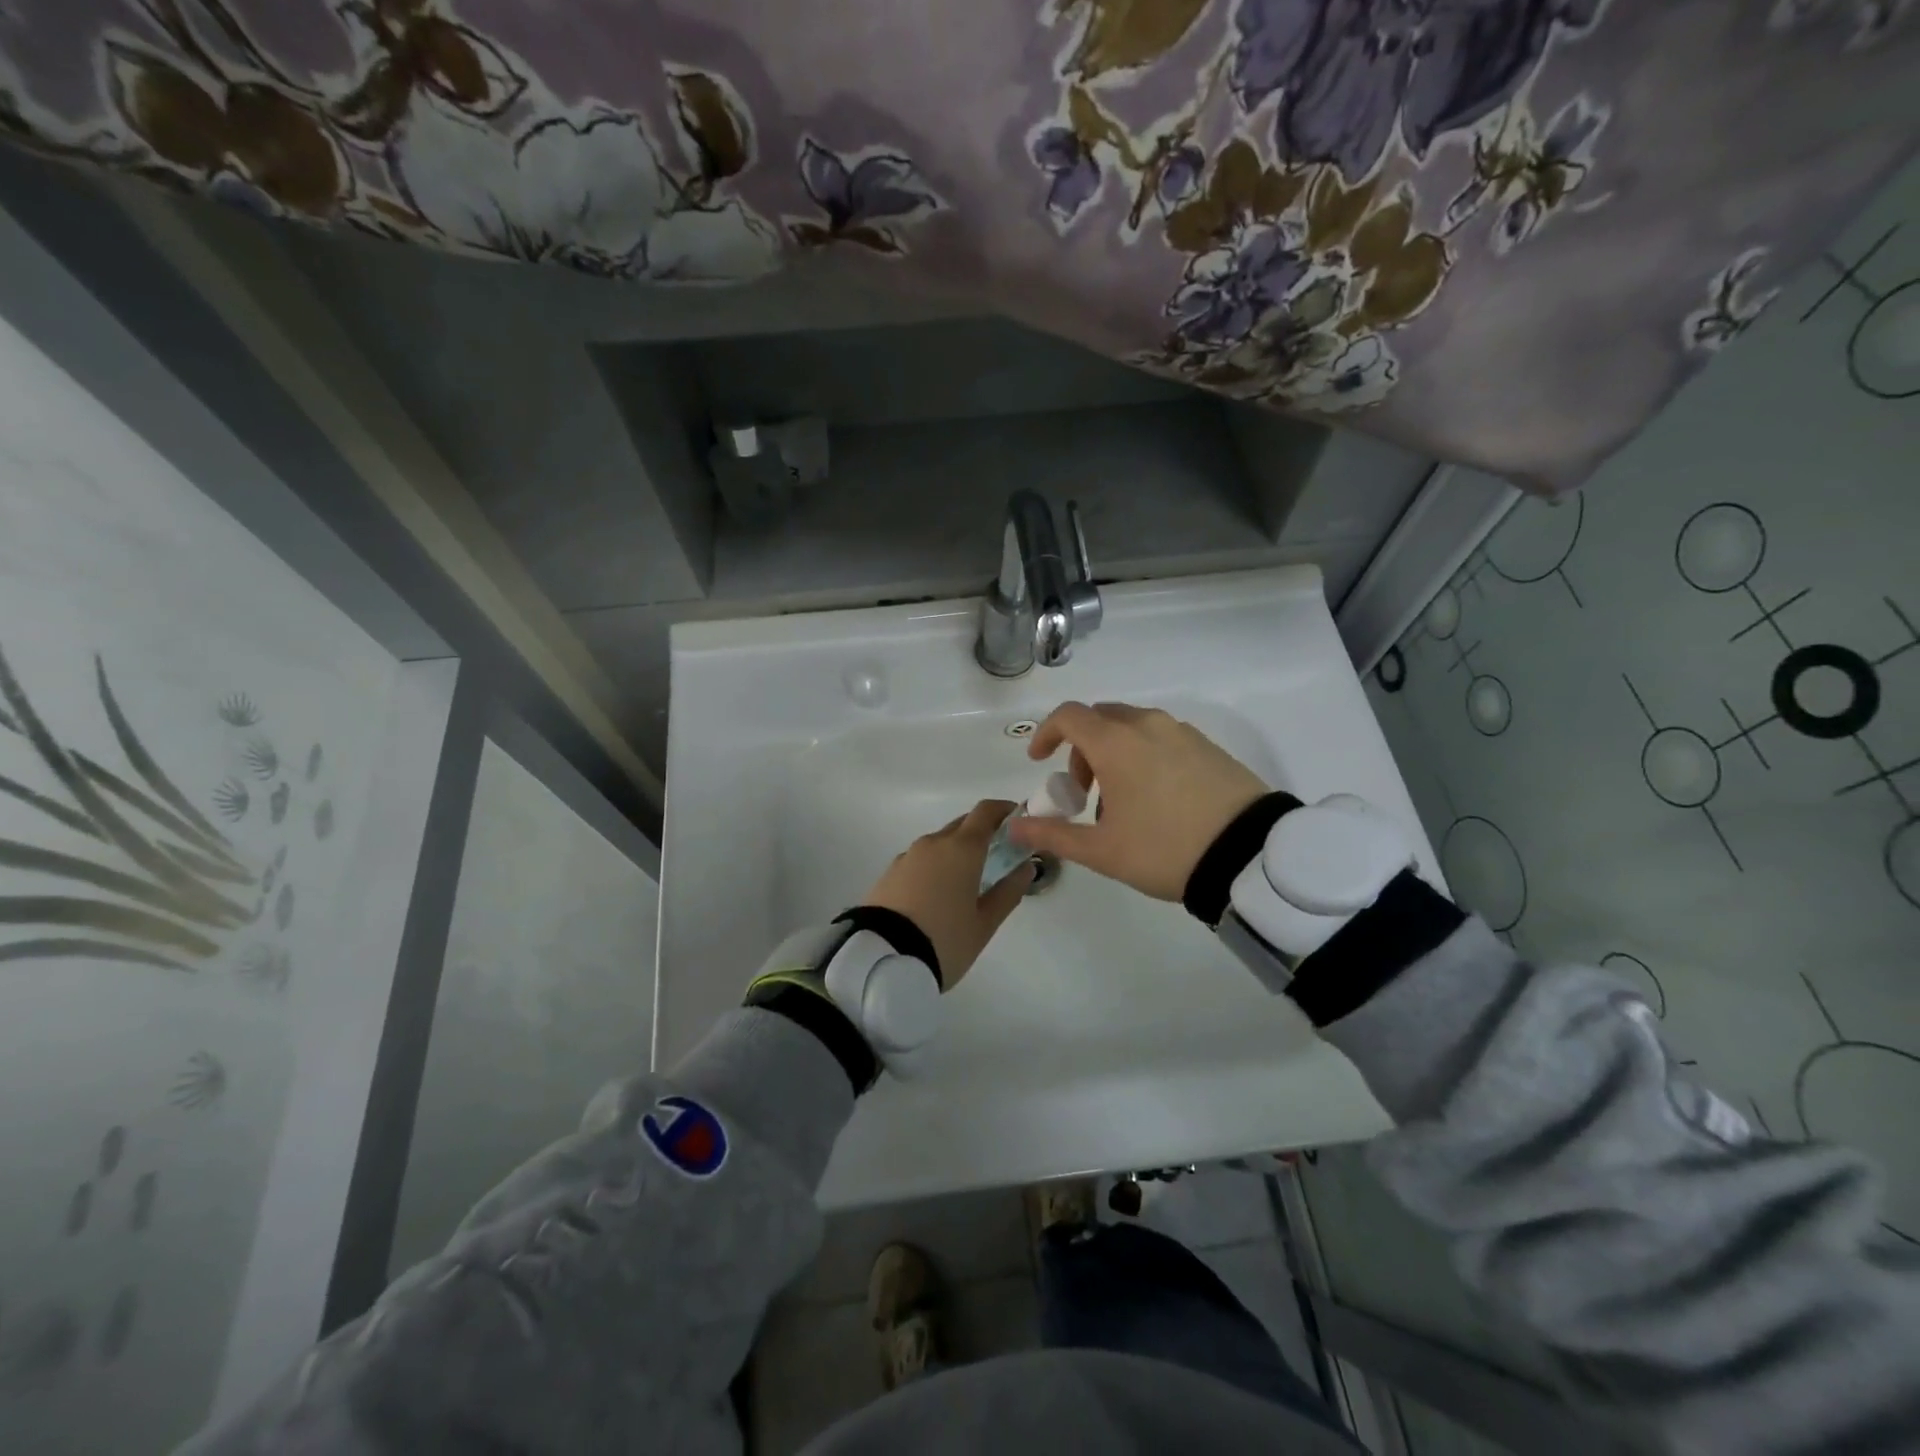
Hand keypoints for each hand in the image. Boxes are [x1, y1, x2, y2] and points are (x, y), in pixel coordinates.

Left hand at [860, 800, 1033, 989]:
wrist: (880, 958)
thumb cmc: (944, 940)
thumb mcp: (984, 923)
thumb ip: (1008, 892)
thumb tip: (1026, 867)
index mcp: (962, 849)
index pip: (985, 812)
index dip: (1003, 810)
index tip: (1017, 820)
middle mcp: (934, 843)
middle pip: (962, 825)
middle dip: (982, 833)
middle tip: (998, 855)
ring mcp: (908, 856)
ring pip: (939, 843)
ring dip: (956, 852)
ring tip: (967, 881)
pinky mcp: (889, 873)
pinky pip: (920, 860)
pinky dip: (935, 867)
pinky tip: (937, 894)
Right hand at [1009, 702, 1268, 900]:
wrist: (1250, 855)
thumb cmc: (1165, 849)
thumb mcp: (1102, 850)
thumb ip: (1053, 834)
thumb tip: (1014, 826)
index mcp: (1117, 743)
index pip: (1068, 716)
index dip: (1046, 734)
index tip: (1039, 761)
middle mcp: (1148, 725)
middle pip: (1101, 719)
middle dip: (1082, 750)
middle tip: (1084, 793)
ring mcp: (1183, 733)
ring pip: (1133, 728)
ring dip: (1114, 754)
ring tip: (1123, 803)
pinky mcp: (1210, 747)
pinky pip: (1163, 739)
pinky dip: (1144, 756)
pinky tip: (1158, 799)